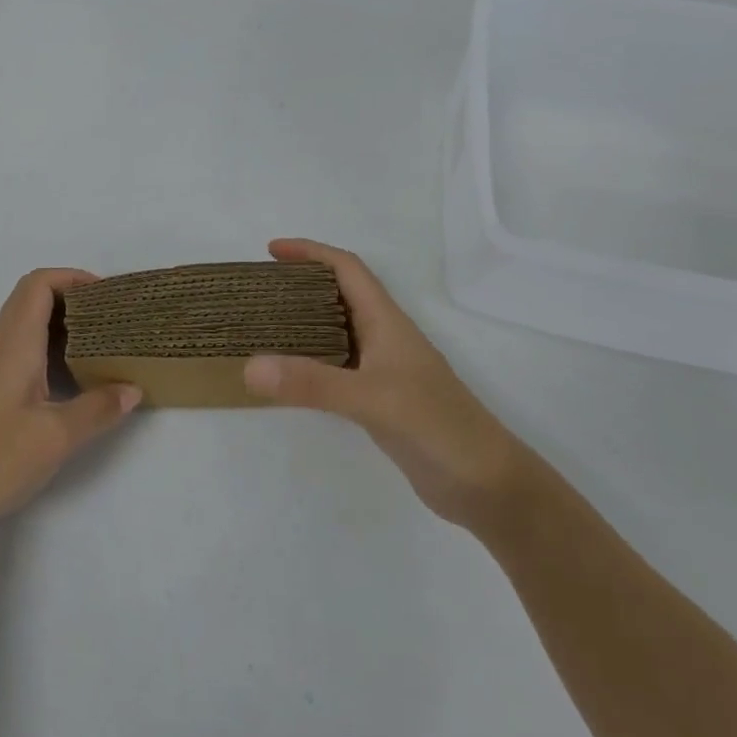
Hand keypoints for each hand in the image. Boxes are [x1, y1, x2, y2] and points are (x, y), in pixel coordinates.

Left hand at [0, 269, 140, 533]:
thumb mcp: (54, 438)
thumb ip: (96, 410)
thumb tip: (132, 388)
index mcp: (15, 346)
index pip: (38, 285)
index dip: (72, 277)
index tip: (107, 294)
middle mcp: (0, 350)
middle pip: (32, 301)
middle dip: (72, 299)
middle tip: (110, 319)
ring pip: (27, 330)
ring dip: (62, 328)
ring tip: (100, 347)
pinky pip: (23, 356)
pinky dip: (50, 354)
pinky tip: (71, 383)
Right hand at [243, 239, 527, 531]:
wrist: (487, 486)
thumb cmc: (438, 427)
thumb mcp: (372, 400)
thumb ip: (312, 383)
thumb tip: (249, 367)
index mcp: (387, 322)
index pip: (347, 269)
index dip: (311, 252)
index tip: (272, 250)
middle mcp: (384, 338)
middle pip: (339, 294)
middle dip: (301, 283)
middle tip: (260, 291)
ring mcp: (383, 370)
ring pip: (336, 331)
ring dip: (302, 321)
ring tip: (263, 326)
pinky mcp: (379, 400)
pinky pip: (335, 367)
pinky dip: (309, 361)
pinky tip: (288, 375)